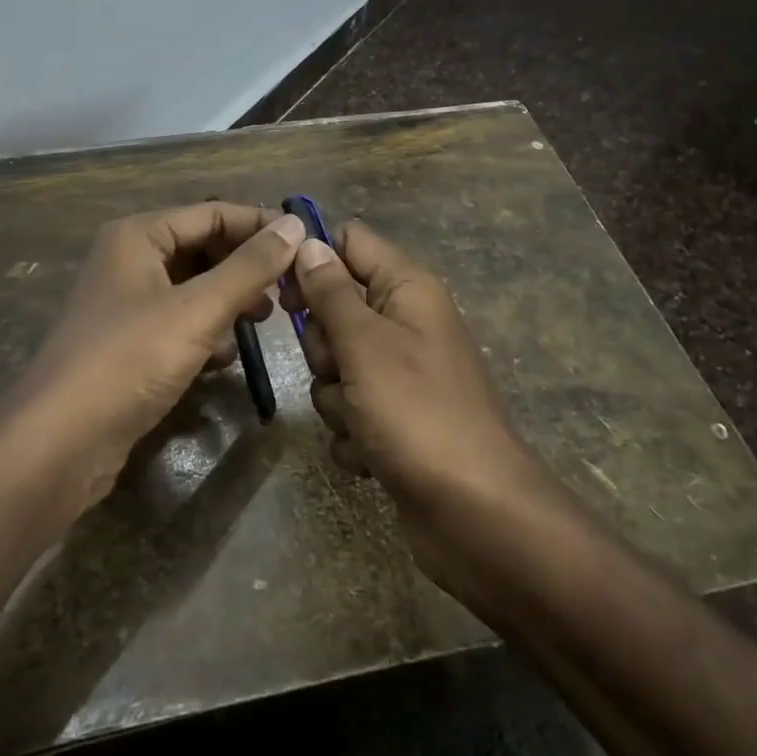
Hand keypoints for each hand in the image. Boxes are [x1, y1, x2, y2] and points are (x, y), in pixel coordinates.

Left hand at [0, 202, 305, 511]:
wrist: (59, 443)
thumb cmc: (129, 360)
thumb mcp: (198, 310)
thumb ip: (250, 267)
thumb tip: (297, 225)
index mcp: (138, 236)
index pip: (212, 213)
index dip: (260, 225)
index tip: (308, 246)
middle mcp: (129, 260)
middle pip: (202, 248)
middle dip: (246, 266)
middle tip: (290, 289)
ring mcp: (126, 304)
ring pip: (193, 288)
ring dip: (230, 299)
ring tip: (266, 318)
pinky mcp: (128, 344)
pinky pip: (179, 323)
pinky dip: (207, 332)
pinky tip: (228, 357)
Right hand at [288, 221, 536, 503]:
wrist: (473, 513)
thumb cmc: (417, 413)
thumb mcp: (364, 343)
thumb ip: (330, 291)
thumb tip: (306, 241)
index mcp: (407, 289)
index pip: (349, 241)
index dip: (313, 258)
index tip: (283, 290)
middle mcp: (404, 323)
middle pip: (334, 308)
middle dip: (323, 345)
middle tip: (340, 368)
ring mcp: (399, 374)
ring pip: (335, 364)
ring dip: (334, 397)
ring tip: (360, 421)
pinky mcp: (393, 419)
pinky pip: (348, 408)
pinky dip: (351, 432)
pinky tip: (370, 454)